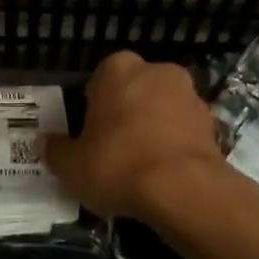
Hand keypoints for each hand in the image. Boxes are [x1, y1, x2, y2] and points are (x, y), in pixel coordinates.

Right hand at [45, 51, 231, 223]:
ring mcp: (189, 94)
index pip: (99, 80)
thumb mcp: (71, 166)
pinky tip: (164, 173)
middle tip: (113, 148)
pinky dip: (175, 144)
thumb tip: (45, 143)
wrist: (185, 190)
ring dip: (153, 127)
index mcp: (117, 69)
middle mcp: (156, 71)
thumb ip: (56, 151)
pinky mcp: (213, 122)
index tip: (90, 134)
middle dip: (126, 112)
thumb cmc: (118, 165)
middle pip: (134, 89)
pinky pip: (184, 129)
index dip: (93, 107)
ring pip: (162, 107)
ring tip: (141, 165)